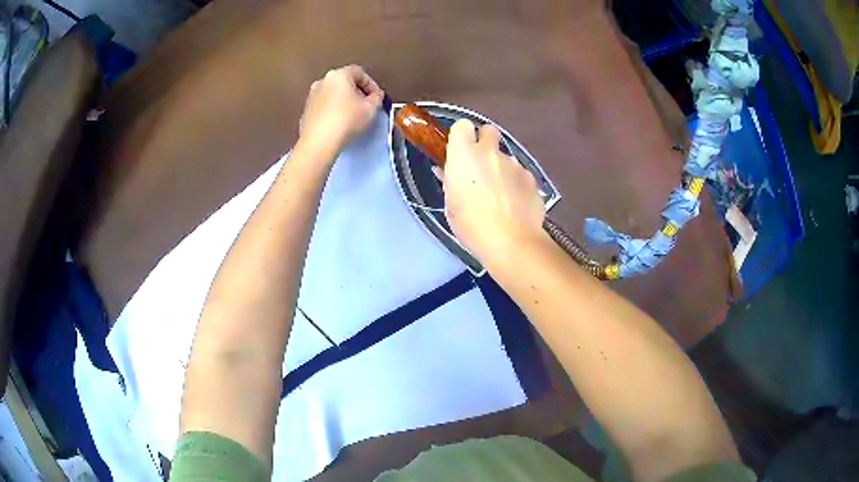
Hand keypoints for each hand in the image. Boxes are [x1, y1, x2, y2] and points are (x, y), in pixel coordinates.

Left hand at [299, 65, 384, 156]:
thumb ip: (377, 98)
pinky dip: (333, 109)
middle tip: (366, 105)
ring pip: (333, 93)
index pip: (359, 72)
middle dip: (357, 92)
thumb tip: (376, 96)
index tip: (376, 96)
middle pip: (345, 81)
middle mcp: (323, 81)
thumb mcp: (370, 109)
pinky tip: (340, 122)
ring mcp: (312, 95)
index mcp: (339, 75)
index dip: (371, 84)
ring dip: (344, 100)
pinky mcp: (306, 110)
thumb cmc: (345, 122)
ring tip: (353, 115)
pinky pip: (324, 105)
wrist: (319, 142)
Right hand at [442, 119, 546, 262]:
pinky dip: (517, 184)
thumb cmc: (471, 225)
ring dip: (501, 168)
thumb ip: (450, 181)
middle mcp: (490, 153)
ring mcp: (514, 164)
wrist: (511, 242)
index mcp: (464, 155)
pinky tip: (515, 204)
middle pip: (489, 131)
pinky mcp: (531, 178)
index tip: (460, 150)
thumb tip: (447, 171)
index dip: (461, 135)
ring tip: (501, 195)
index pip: (462, 126)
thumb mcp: (451, 205)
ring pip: (506, 157)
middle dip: (485, 142)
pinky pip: (520, 174)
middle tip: (481, 165)